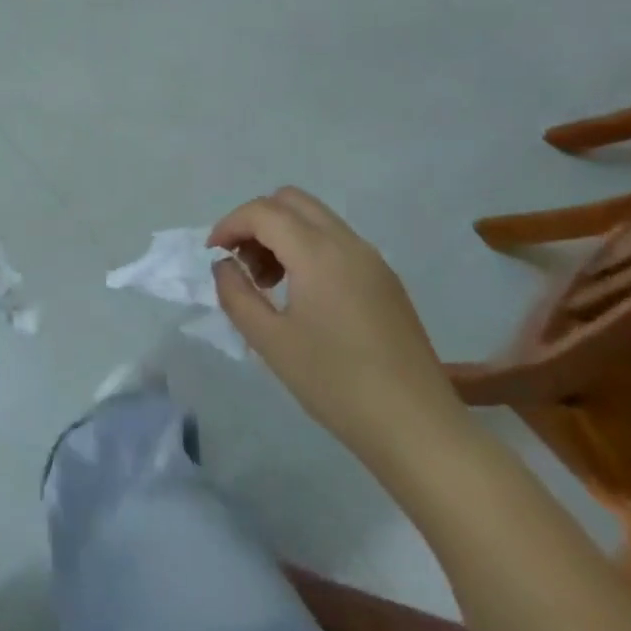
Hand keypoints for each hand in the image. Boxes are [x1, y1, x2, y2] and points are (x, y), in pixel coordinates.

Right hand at [210, 187, 464, 460]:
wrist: (418, 429)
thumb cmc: (336, 384)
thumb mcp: (270, 342)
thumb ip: (236, 294)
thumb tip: (224, 265)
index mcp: (318, 253)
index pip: (263, 212)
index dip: (230, 225)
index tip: (212, 254)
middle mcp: (348, 243)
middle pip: (291, 201)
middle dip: (256, 221)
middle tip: (241, 262)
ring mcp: (373, 260)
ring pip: (316, 219)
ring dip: (282, 234)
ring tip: (268, 283)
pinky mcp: (386, 281)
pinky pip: (337, 242)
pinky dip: (308, 248)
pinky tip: (302, 295)